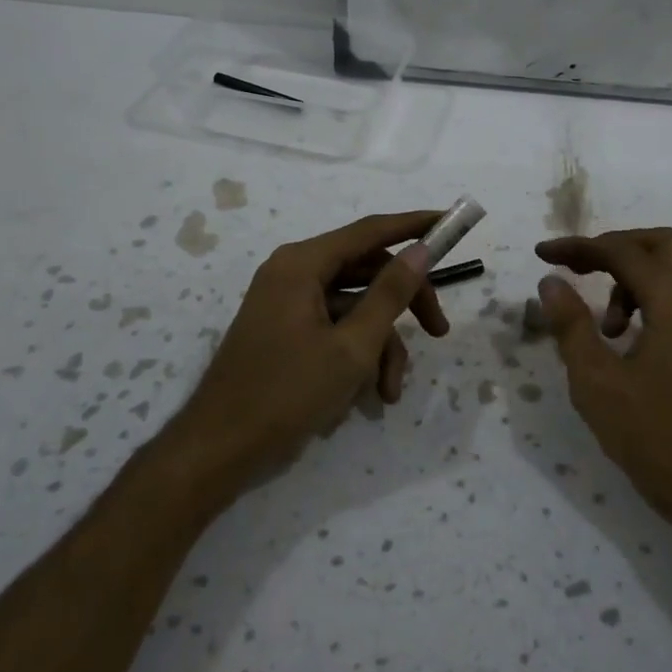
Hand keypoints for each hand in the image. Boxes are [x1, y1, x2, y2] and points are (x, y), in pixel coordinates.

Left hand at [164, 211, 447, 499]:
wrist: (220, 448)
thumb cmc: (286, 392)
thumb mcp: (351, 346)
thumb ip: (390, 294)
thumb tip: (421, 250)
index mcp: (302, 264)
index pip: (370, 231)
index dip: (414, 225)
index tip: (451, 222)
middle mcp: (293, 273)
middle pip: (367, 272)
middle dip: (404, 306)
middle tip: (439, 332)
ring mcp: (288, 303)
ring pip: (355, 308)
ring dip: (380, 345)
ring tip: (390, 391)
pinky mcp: (287, 331)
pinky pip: (334, 328)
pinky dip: (356, 356)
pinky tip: (367, 395)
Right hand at [535, 228, 671, 548]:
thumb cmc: (660, 441)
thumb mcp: (598, 384)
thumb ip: (571, 326)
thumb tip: (551, 283)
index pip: (624, 252)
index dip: (579, 247)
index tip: (542, 255)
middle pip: (660, 245)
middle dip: (613, 249)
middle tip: (576, 269)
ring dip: (633, 280)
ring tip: (603, 328)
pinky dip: (653, 302)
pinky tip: (630, 346)